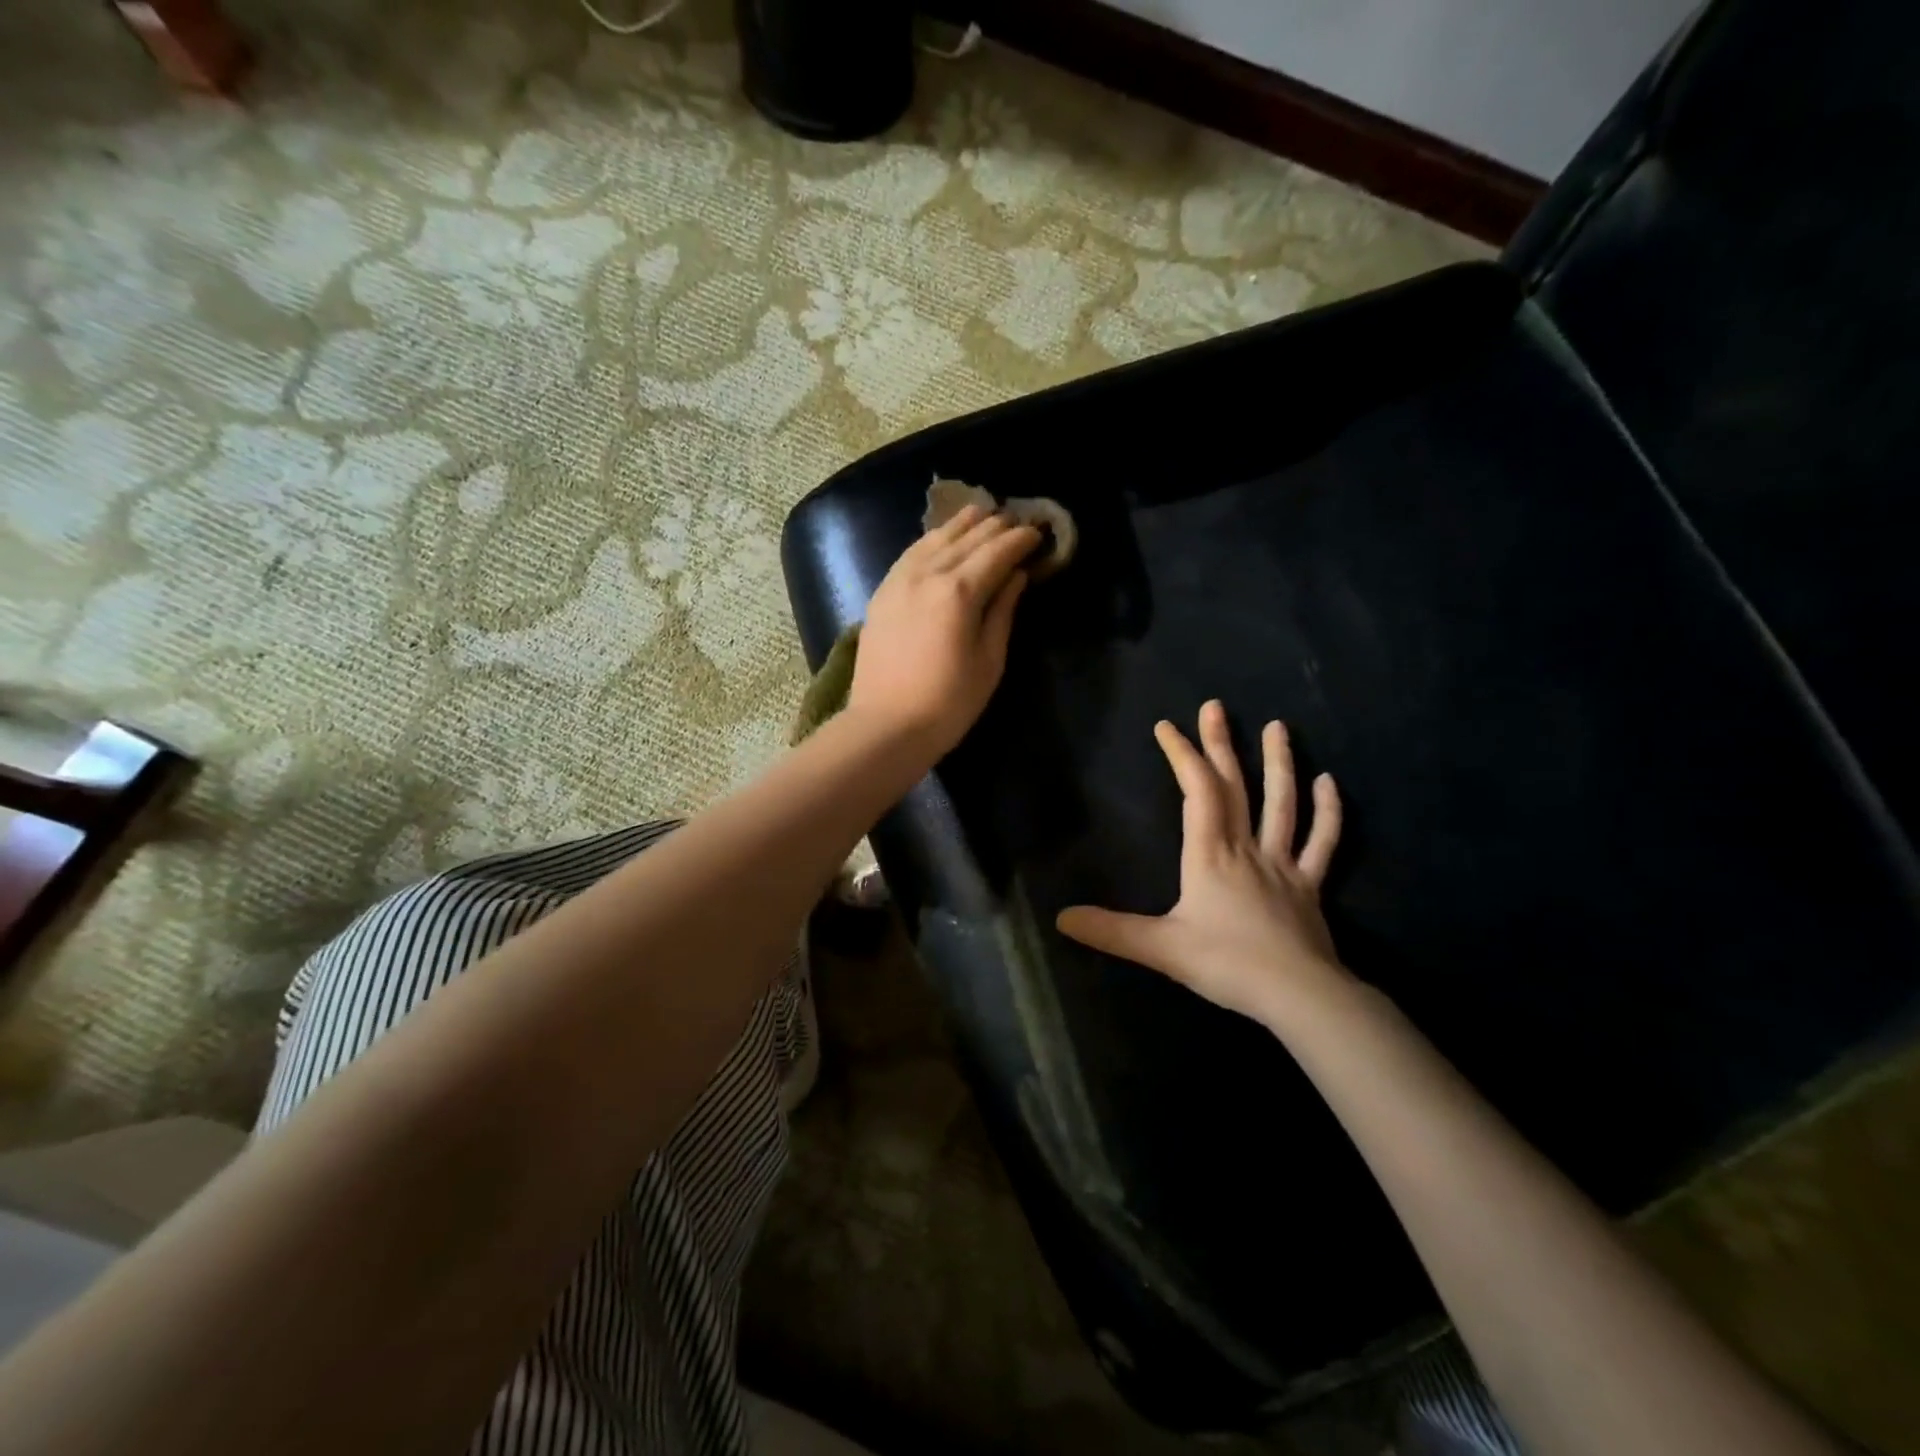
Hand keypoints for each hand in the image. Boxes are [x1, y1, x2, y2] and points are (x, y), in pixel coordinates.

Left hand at [847, 504, 1039, 757]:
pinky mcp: (881, 594)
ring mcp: (899, 581)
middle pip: (966, 539)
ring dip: (960, 524)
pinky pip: (909, 554)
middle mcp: (927, 575)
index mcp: (959, 592)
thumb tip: (1016, 577)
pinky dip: (929, 540)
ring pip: (934, 539)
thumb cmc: (948, 703)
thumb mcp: (989, 661)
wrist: (886, 726)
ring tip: (980, 512)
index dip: (1019, 540)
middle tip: (1015, 519)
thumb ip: (1002, 612)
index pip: (996, 553)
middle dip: (994, 526)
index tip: (1037, 532)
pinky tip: (939, 538)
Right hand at [1056, 700, 1349, 1029]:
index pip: (1197, 792)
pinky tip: (1328, 782)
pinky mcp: (1309, 886)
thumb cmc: (1227, 964)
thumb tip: (1060, 919)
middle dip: (1221, 745)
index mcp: (1210, 855)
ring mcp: (1283, 864)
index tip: (1166, 726)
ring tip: (1278, 725)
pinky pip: (1322, 842)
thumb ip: (1111, 931)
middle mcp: (1246, 848)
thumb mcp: (1161, 948)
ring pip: (1282, 804)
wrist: (1299, 995)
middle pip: (1234, 787)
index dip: (1182, 756)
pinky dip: (1327, 811)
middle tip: (1214, 707)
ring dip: (1279, 763)